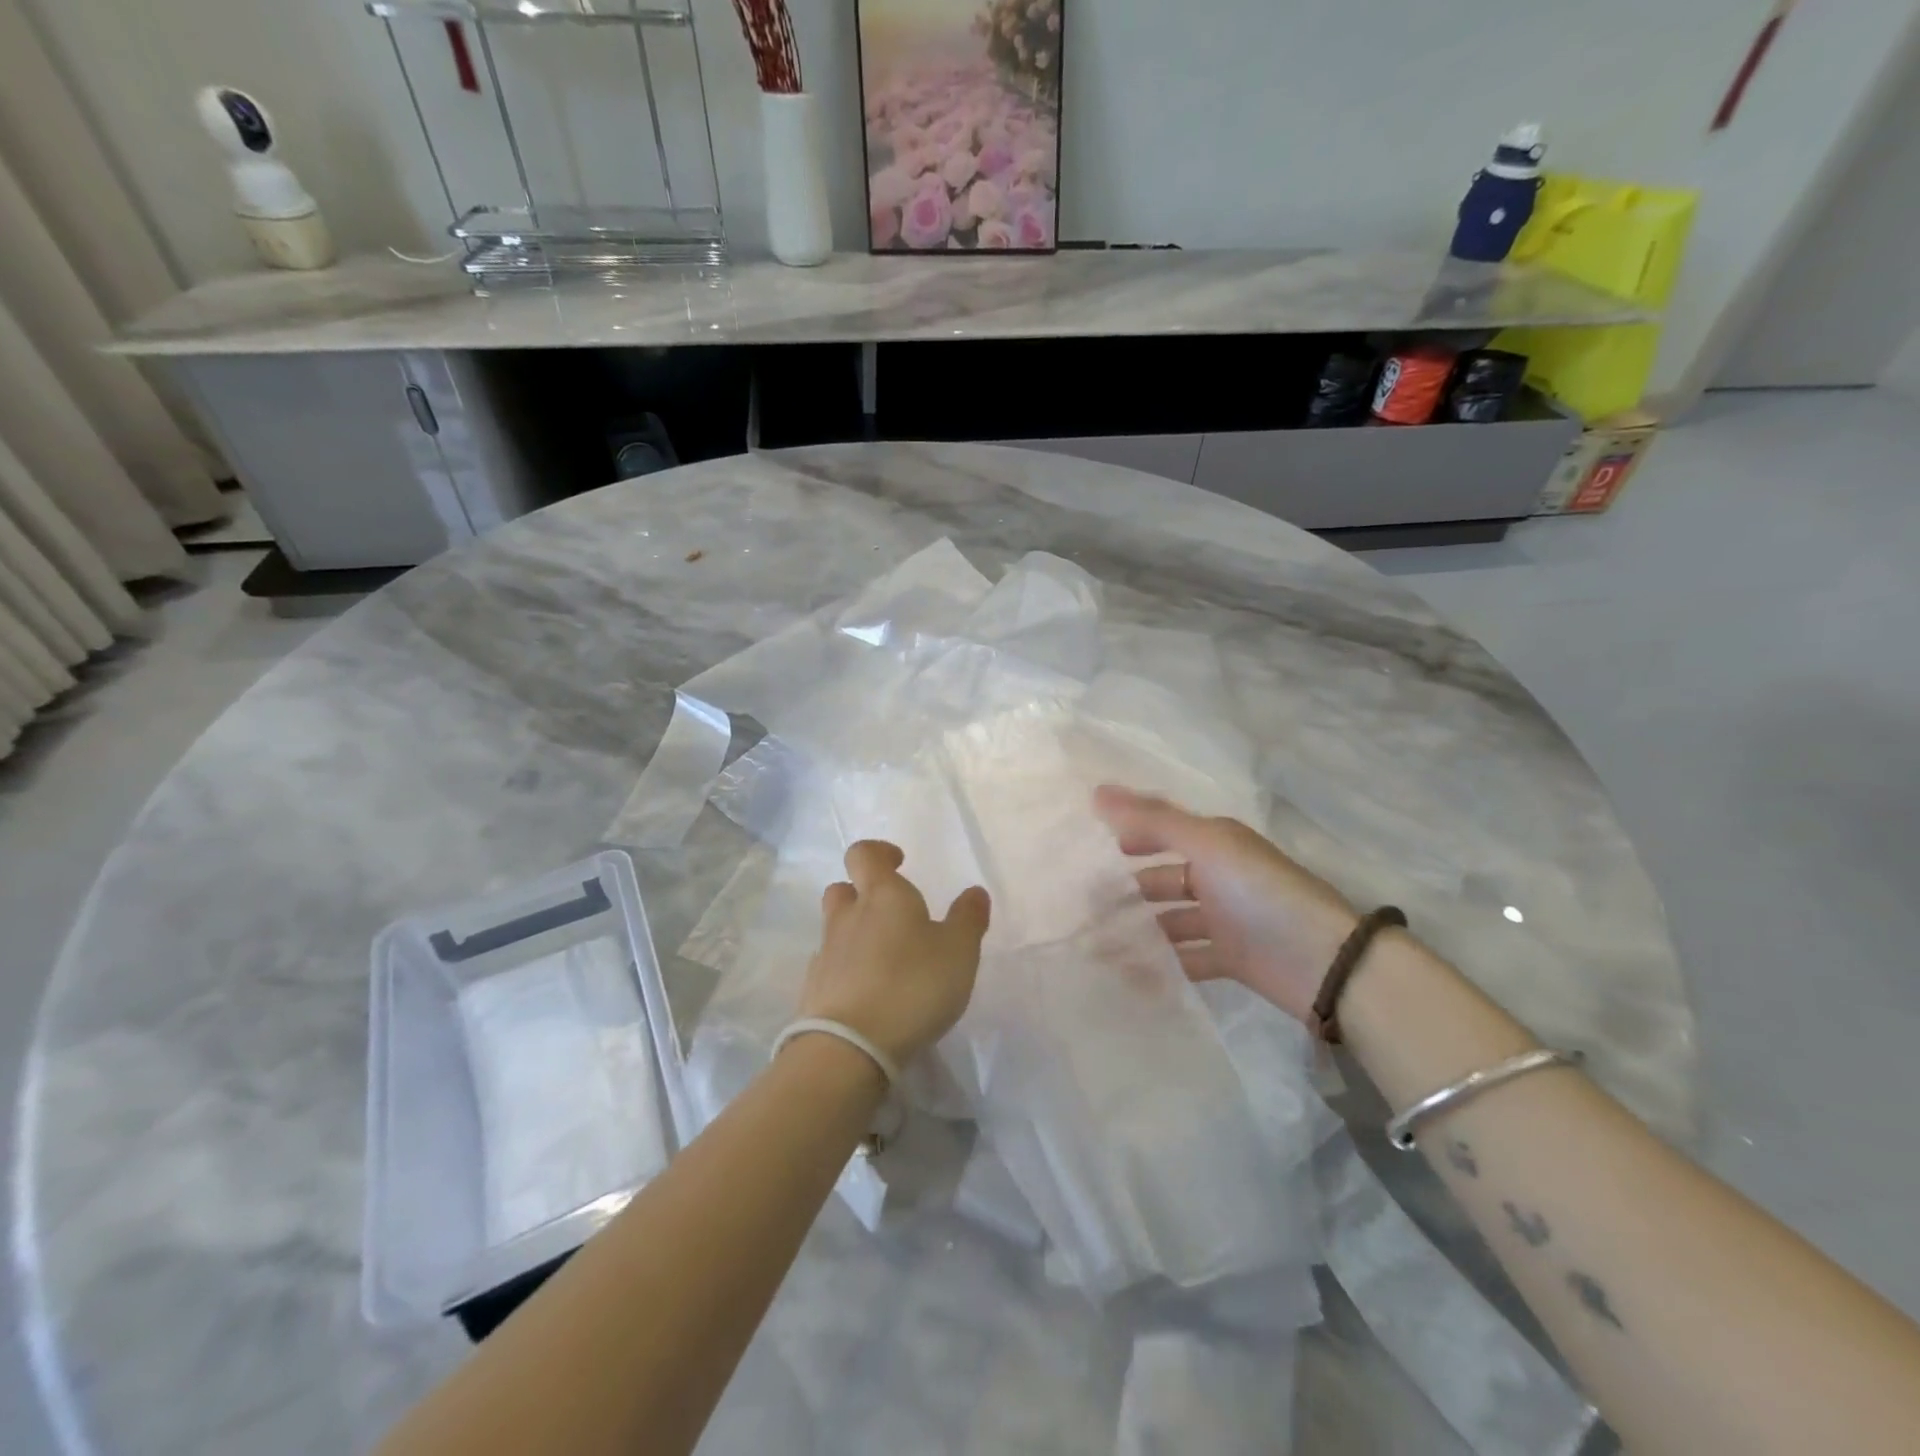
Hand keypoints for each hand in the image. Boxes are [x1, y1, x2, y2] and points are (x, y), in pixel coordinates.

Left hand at [798, 841, 991, 1067]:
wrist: (848, 1047)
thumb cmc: (912, 985)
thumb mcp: (959, 951)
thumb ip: (968, 919)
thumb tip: (974, 892)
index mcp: (882, 895)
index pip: (864, 854)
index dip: (879, 853)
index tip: (898, 862)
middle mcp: (848, 917)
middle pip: (842, 889)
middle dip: (861, 893)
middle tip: (890, 914)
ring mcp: (826, 954)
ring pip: (835, 929)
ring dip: (855, 934)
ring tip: (885, 960)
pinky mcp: (814, 991)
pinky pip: (830, 967)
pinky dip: (847, 971)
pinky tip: (868, 993)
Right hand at [1094, 785, 1358, 1023]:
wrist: (1325, 964)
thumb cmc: (1260, 893)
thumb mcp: (1207, 846)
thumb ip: (1153, 820)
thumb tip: (1097, 791)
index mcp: (1216, 844)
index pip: (1164, 832)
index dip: (1131, 836)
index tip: (1091, 850)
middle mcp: (1219, 878)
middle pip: (1163, 880)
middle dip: (1126, 889)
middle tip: (1082, 904)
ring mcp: (1225, 920)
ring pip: (1170, 921)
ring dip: (1138, 929)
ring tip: (1093, 942)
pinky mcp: (1230, 960)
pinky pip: (1185, 959)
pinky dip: (1160, 963)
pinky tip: (1125, 972)